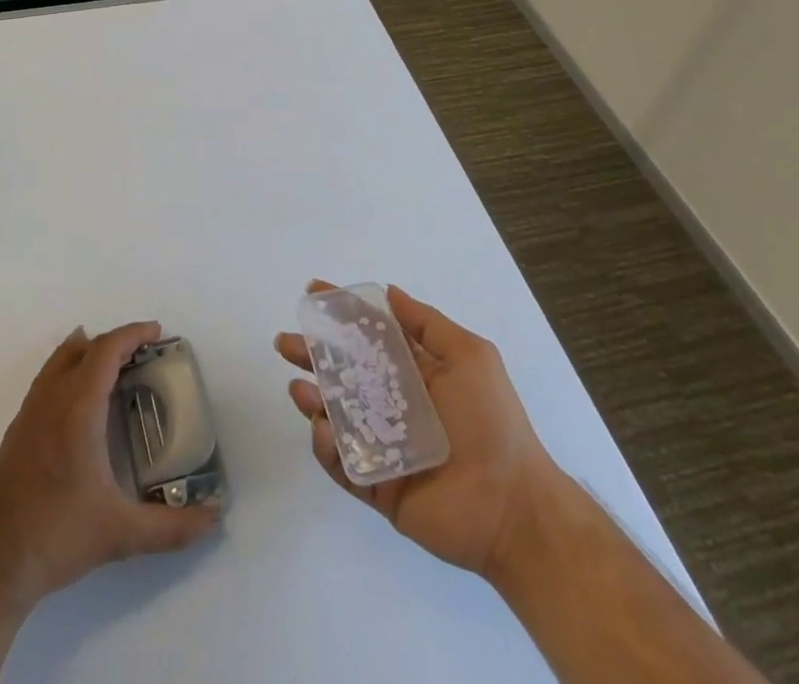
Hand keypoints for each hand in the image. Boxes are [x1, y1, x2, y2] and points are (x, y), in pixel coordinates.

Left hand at [0, 321, 221, 611]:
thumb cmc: (56, 536)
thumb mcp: (120, 534)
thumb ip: (171, 528)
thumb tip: (213, 519)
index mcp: (78, 408)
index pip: (106, 350)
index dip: (133, 334)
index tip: (157, 332)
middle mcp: (51, 399)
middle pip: (83, 348)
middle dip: (115, 342)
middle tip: (143, 353)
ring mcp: (28, 413)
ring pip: (59, 360)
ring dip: (88, 352)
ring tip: (113, 365)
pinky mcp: (15, 431)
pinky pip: (46, 380)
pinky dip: (68, 370)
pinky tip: (78, 402)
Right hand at [275, 281, 555, 579]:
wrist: (513, 507)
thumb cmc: (492, 422)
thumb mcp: (470, 357)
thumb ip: (426, 323)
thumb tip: (388, 291)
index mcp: (413, 372)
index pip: (368, 335)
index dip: (340, 313)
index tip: (312, 292)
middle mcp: (392, 404)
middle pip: (341, 373)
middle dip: (310, 354)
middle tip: (285, 343)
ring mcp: (382, 445)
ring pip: (334, 415)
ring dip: (311, 398)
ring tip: (300, 389)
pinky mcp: (376, 484)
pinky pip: (341, 462)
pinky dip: (326, 445)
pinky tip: (324, 430)